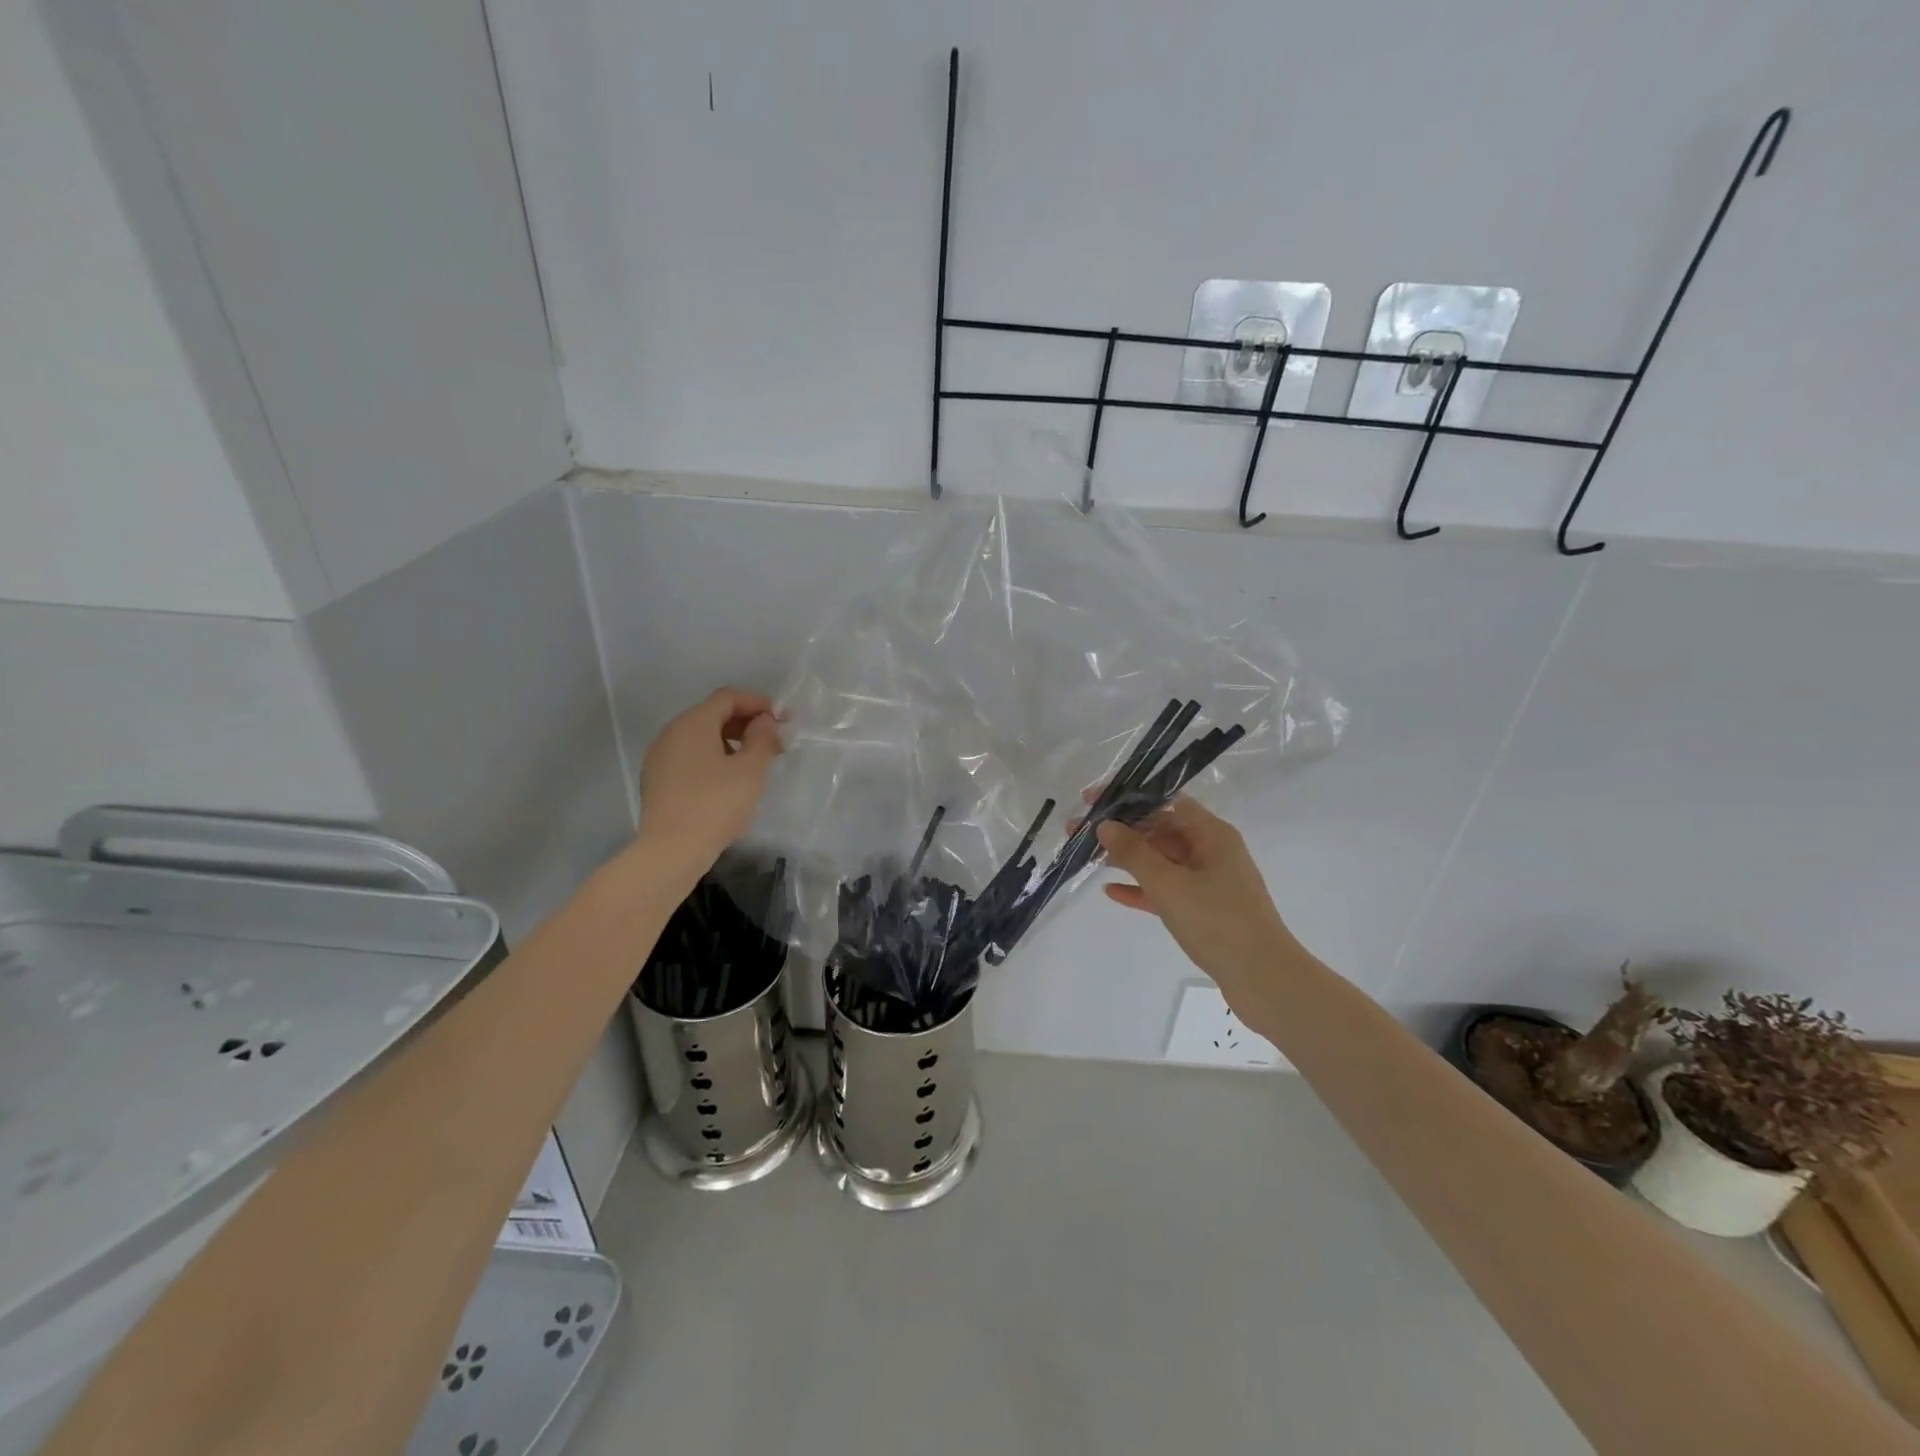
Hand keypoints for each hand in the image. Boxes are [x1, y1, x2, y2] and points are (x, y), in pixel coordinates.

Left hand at [637, 689, 782, 873]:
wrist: (671, 851)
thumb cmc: (716, 805)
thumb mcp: (750, 770)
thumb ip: (762, 738)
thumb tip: (763, 721)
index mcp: (693, 724)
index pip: (728, 697)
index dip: (759, 703)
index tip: (784, 719)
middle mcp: (671, 733)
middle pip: (713, 714)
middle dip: (747, 723)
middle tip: (775, 743)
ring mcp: (660, 757)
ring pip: (701, 737)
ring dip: (731, 741)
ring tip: (755, 762)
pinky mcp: (657, 780)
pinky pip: (690, 756)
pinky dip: (714, 758)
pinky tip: (730, 780)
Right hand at [1097, 799, 1298, 1029]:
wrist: (1264, 980)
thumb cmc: (1218, 922)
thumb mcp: (1169, 885)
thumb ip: (1134, 853)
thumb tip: (1105, 825)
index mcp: (1212, 834)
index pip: (1166, 802)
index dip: (1129, 798)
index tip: (1093, 800)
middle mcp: (1212, 851)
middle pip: (1160, 830)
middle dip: (1121, 830)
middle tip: (1078, 831)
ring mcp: (1209, 882)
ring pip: (1161, 861)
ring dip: (1126, 859)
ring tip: (1086, 857)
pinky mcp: (1204, 910)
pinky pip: (1166, 890)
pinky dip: (1142, 889)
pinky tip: (1111, 892)